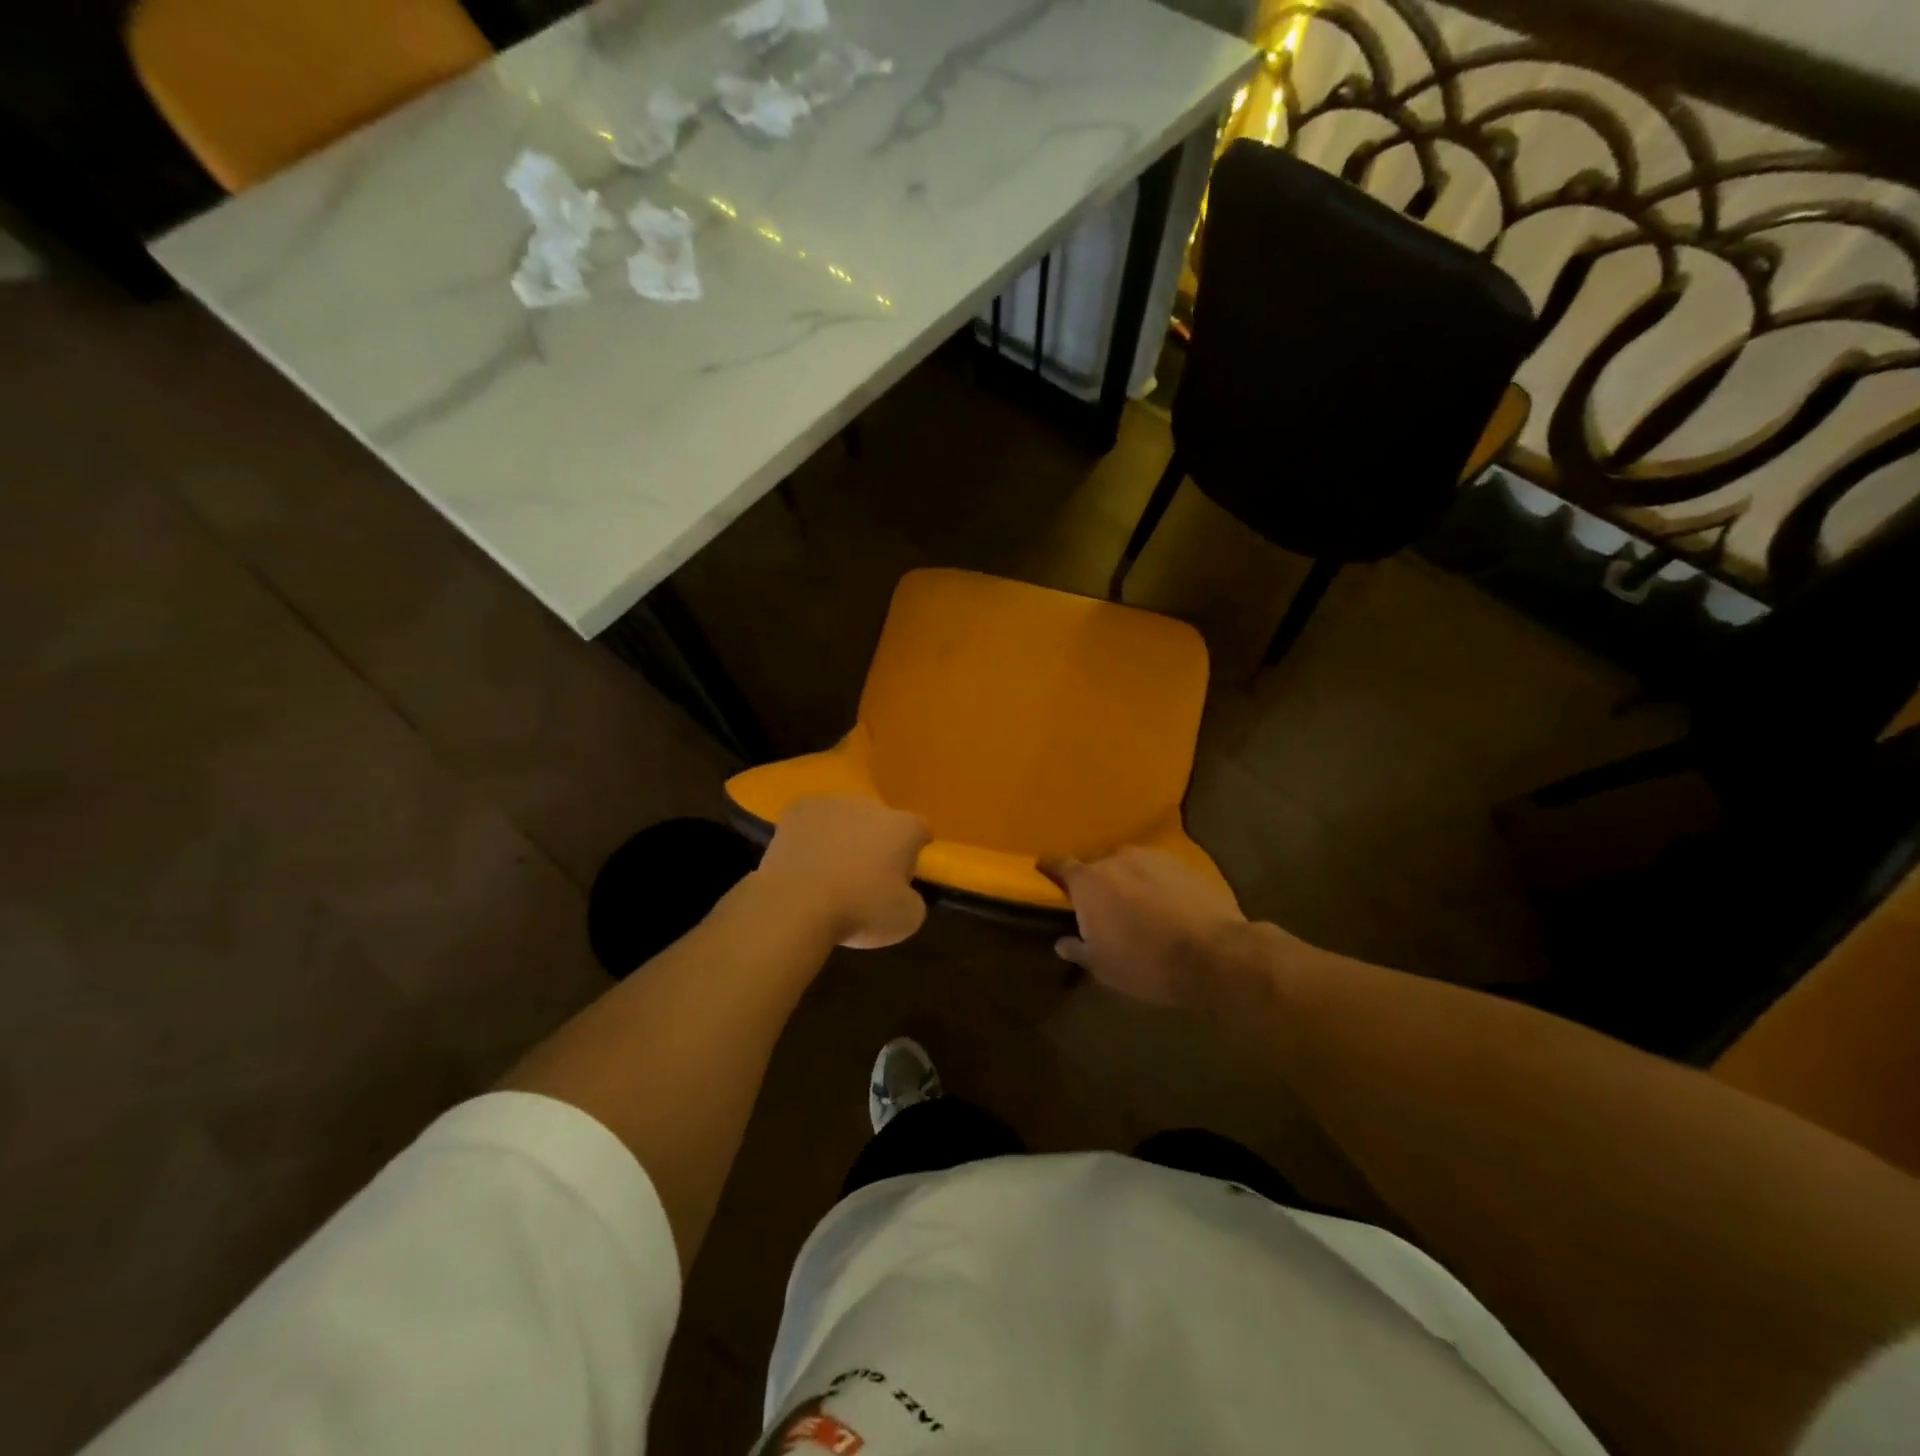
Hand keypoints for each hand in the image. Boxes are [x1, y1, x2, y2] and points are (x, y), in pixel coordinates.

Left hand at [757, 797, 931, 949]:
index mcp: (903, 827)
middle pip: (881, 822)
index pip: (920, 831)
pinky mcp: (798, 809)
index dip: (914, 853)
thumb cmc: (859, 911)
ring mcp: (832, 803)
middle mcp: (871, 805)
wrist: (795, 905)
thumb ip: (914, 898)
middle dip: (877, 843)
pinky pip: (813, 821)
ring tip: (829, 872)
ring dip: (844, 837)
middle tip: (865, 877)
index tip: (902, 877)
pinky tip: (804, 863)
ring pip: (845, 818)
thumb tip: (904, 892)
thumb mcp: (907, 919)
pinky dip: (812, 837)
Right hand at [1038, 848, 1245, 1004]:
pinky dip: (1155, 882)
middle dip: (1094, 879)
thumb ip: (1078, 949)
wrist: (1214, 954)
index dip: (1051, 869)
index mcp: (1089, 881)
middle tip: (1099, 903)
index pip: (1060, 865)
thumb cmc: (1146, 963)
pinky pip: (1158, 869)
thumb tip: (1063, 942)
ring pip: (1129, 864)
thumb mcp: (1103, 966)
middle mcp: (1116, 858)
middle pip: (1097, 863)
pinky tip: (1165, 903)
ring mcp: (1152, 856)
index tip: (1046, 872)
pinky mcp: (1184, 862)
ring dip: (1127, 878)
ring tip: (1135, 903)